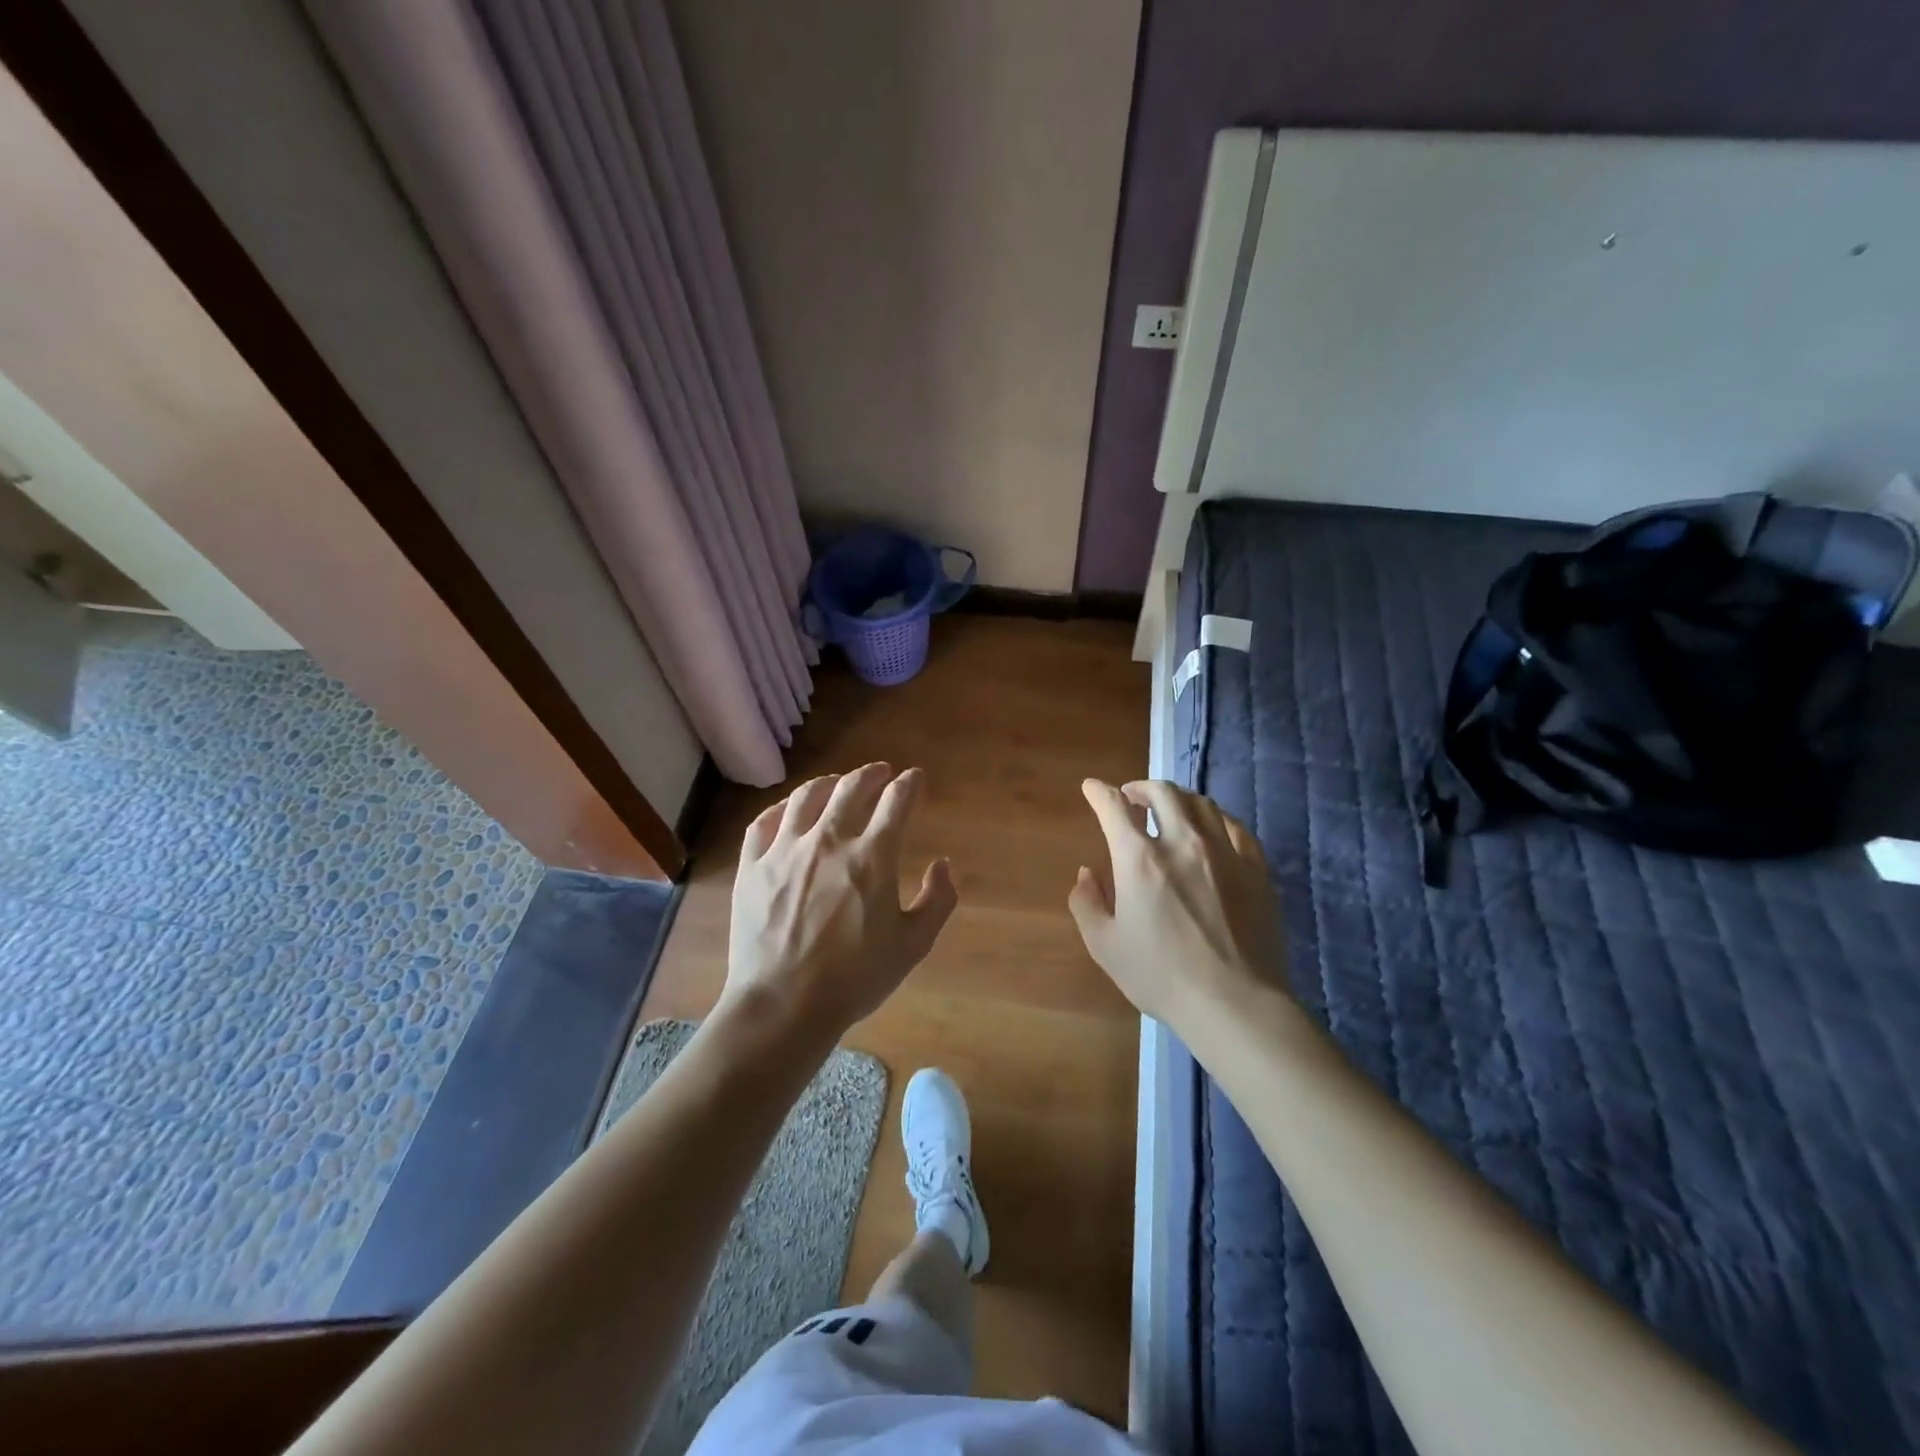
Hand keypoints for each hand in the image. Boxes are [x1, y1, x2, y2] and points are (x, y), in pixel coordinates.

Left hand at [724, 763, 957, 1044]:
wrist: (783, 1005)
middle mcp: (828, 840)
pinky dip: (781, 808)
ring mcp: (784, 850)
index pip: (896, 802)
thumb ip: (937, 901)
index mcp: (872, 857)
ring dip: (829, 783)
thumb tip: (944, 865)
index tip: (915, 778)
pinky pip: (764, 822)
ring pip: (807, 797)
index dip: (909, 784)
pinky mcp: (752, 866)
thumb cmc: (854, 978)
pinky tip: (789, 810)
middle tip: (881, 772)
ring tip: (837, 783)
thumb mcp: (913, 945)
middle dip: (872, 774)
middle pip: (852, 788)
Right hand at [1068, 779, 1284, 1029]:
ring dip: (1177, 798)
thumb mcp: (1104, 945)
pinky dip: (1215, 818)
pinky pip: (1235, 826)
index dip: (1099, 792)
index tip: (1091, 788)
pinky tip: (1211, 829)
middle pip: (1162, 791)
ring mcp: (1224, 852)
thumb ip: (1087, 902)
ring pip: (1200, 802)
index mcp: (1139, 859)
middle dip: (1140, 787)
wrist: (1234, 1003)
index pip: (1114, 807)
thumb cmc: (1161, 976)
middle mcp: (1181, 842)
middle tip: (1131, 797)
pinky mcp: (1256, 868)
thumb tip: (1087, 873)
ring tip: (1169, 809)